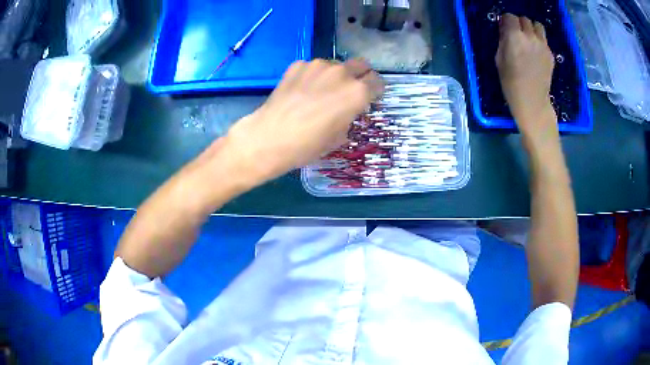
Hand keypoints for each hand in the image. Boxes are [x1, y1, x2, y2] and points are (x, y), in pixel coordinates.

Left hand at [223, 59, 383, 183]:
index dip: (375, 90)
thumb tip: (347, 110)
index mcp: (357, 92)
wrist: (269, 137)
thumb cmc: (308, 145)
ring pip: (335, 65)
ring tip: (321, 92)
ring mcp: (318, 66)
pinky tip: (302, 91)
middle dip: (360, 75)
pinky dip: (313, 76)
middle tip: (351, 89)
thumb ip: (349, 116)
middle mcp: (341, 73)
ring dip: (335, 75)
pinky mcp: (298, 65)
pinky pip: (313, 67)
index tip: (370, 97)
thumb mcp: (338, 137)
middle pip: (361, 64)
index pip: (377, 82)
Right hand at [496, 14, 557, 141]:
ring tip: (529, 40)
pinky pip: (544, 40)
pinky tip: (536, 53)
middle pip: (524, 19)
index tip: (505, 28)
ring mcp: (543, 45)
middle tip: (517, 35)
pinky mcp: (551, 54)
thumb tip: (506, 31)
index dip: (506, 21)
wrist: (532, 102)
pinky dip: (539, 42)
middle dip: (519, 24)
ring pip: (537, 26)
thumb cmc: (511, 83)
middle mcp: (530, 36)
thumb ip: (503, 40)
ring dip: (532, 29)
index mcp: (514, 36)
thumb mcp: (499, 59)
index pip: (510, 17)